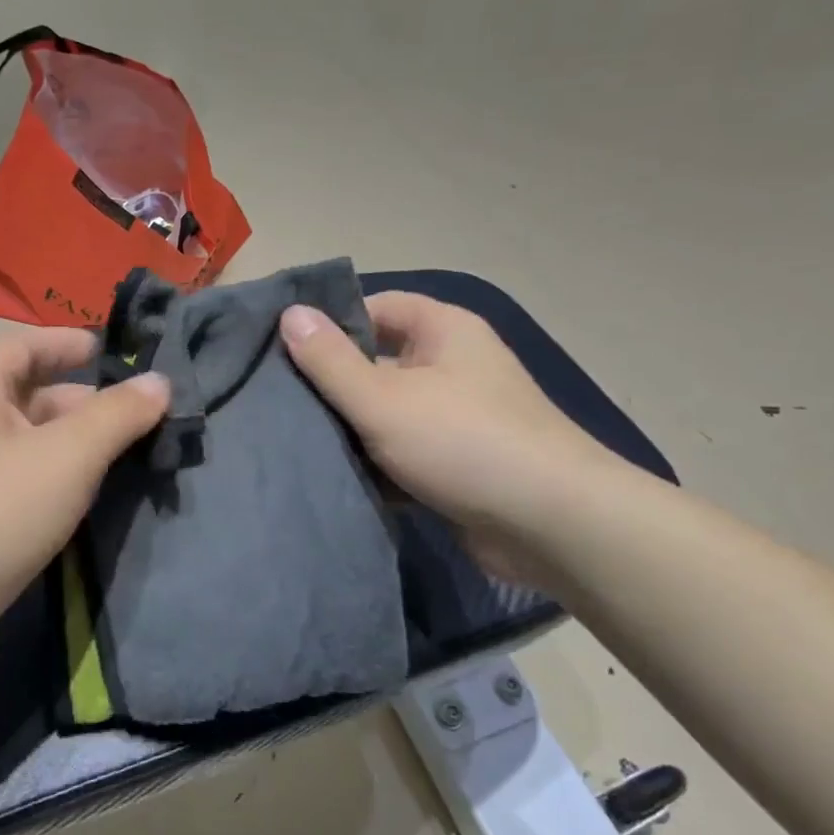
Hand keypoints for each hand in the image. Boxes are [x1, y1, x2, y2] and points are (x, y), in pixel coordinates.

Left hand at [0, 329, 169, 690]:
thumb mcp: (67, 454)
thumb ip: (117, 414)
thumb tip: (160, 381)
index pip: (22, 346)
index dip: (65, 342)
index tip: (111, 352)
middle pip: (31, 399)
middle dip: (85, 403)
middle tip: (140, 419)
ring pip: (32, 450)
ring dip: (78, 450)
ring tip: (131, 461)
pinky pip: (26, 491)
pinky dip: (61, 489)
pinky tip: (93, 506)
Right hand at [280, 293, 620, 568]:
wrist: (553, 526)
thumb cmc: (463, 442)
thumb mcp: (383, 399)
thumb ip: (331, 361)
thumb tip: (290, 314)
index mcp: (443, 330)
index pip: (375, 308)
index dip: (332, 325)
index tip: (286, 352)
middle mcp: (452, 365)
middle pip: (378, 362)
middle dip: (334, 385)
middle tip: (280, 401)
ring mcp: (458, 416)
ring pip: (388, 412)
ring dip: (352, 429)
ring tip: (295, 440)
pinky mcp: (458, 462)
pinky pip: (405, 450)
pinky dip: (377, 462)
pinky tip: (335, 476)